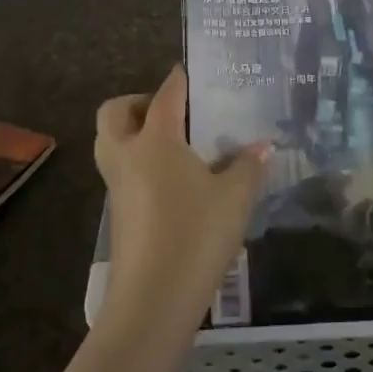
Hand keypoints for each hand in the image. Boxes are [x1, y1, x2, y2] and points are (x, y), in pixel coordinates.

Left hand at [94, 66, 268, 334]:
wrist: (152, 300)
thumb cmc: (196, 235)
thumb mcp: (235, 198)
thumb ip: (248, 166)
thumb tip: (262, 147)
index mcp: (156, 140)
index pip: (165, 95)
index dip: (179, 80)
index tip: (190, 71)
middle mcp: (128, 155)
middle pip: (115, 112)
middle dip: (137, 103)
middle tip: (171, 114)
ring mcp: (116, 186)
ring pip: (111, 143)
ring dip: (132, 133)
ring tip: (173, 146)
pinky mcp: (116, 214)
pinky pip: (120, 172)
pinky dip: (137, 163)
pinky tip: (172, 183)